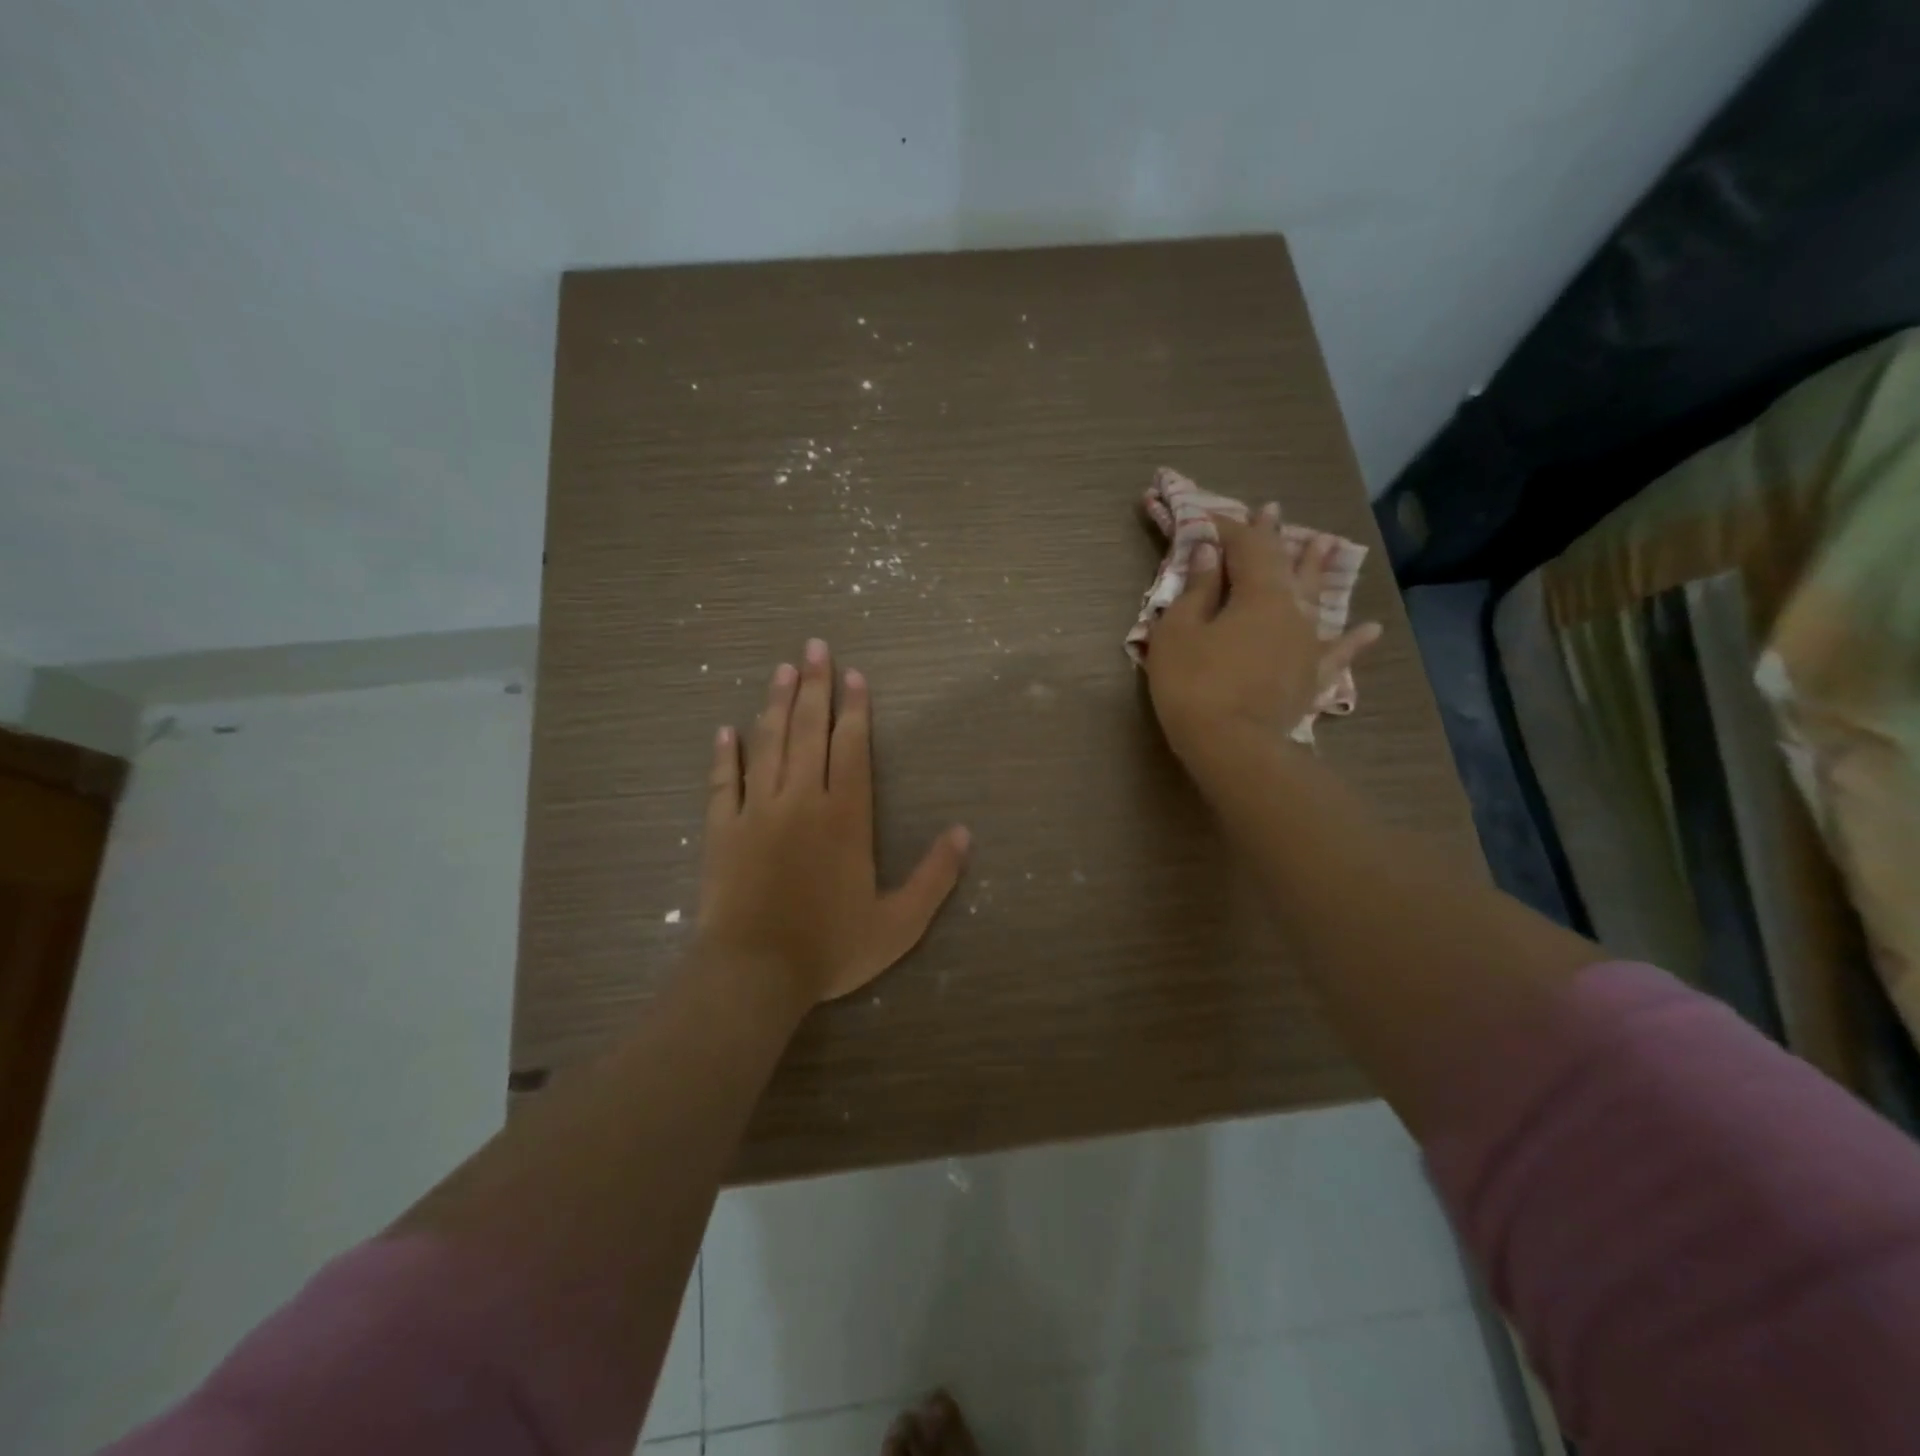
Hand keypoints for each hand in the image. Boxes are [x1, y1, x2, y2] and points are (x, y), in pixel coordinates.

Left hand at [698, 639, 970, 1006]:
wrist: (755, 973)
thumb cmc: (831, 948)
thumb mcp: (899, 923)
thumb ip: (935, 876)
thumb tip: (964, 833)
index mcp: (845, 816)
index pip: (851, 748)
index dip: (854, 709)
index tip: (852, 674)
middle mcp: (801, 801)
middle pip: (808, 731)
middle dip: (813, 687)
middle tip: (814, 646)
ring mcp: (756, 812)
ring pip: (768, 745)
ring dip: (775, 704)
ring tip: (781, 670)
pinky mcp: (721, 830)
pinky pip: (722, 783)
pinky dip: (726, 755)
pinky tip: (727, 731)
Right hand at [1145, 512, 1380, 763]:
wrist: (1232, 746)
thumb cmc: (1194, 684)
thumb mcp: (1179, 631)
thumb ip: (1198, 589)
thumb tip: (1212, 552)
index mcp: (1259, 593)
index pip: (1247, 546)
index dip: (1229, 527)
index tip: (1210, 516)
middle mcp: (1292, 609)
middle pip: (1285, 564)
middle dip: (1276, 537)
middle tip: (1274, 511)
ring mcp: (1308, 643)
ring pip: (1317, 598)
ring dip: (1318, 569)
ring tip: (1328, 544)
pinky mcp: (1312, 676)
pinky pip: (1337, 653)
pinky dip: (1352, 641)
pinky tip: (1370, 629)